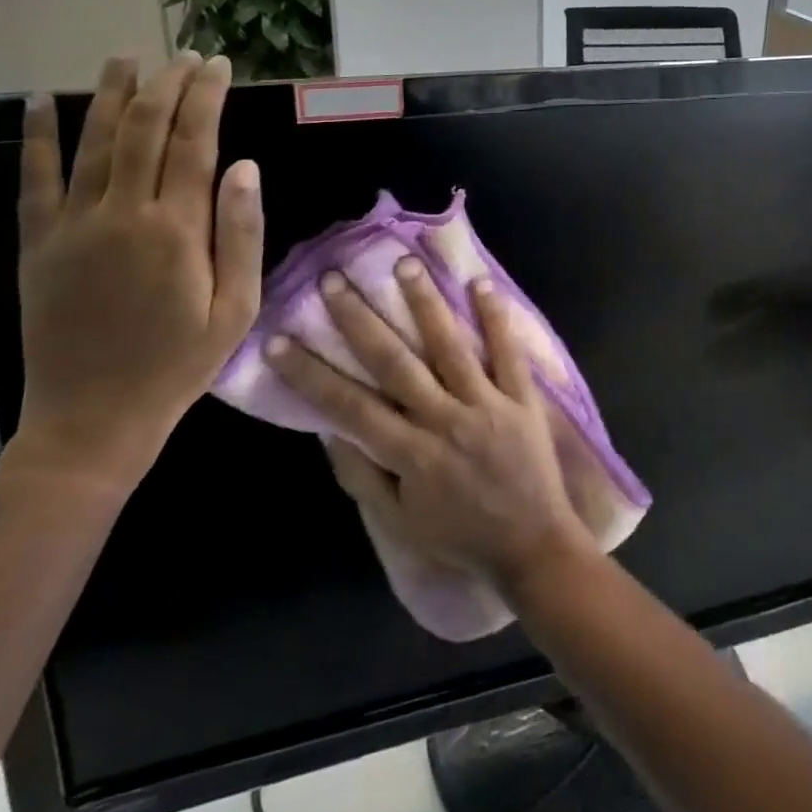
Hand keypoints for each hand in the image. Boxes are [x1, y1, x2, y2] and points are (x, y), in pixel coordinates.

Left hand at [13, 53, 262, 490]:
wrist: (93, 418)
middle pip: (145, 131)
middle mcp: (123, 215)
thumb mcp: (236, 308)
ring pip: (93, 142)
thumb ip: (242, 233)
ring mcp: (73, 226)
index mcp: (177, 231)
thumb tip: (245, 165)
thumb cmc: (180, 364)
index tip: (219, 66)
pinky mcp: (38, 244)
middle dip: (168, 86)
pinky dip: (38, 137)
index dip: (207, 99)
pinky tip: (43, 101)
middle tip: (186, 57)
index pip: (195, 144)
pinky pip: (35, 179)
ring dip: (112, 95)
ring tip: (127, 58)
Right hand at [271, 261, 596, 591]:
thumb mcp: (399, 522)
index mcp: (409, 454)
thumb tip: (328, 431)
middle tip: (334, 279)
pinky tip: (481, 283)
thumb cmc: (460, 536)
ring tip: (404, 263)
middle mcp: (444, 420)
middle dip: (360, 321)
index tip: (279, 339)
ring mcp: (486, 405)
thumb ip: (363, 476)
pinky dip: (496, 318)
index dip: (310, 373)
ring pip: (450, 346)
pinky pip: (508, 353)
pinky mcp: (522, 398)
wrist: (532, 547)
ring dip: (425, 304)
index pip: (349, 406)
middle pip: (395, 363)